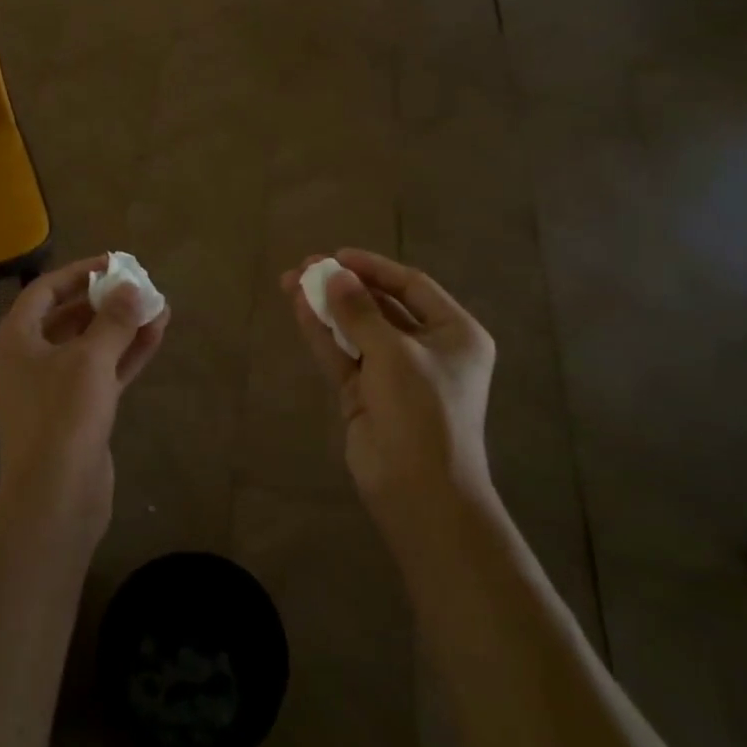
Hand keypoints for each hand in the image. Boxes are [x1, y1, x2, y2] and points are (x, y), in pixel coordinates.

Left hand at [0, 256, 169, 541]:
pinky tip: (156, 335)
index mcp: (15, 341)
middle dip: (105, 301)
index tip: (114, 263)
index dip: (79, 273)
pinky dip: (125, 354)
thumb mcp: (90, 359)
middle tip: (140, 286)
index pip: (45, 291)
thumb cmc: (62, 417)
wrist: (57, 498)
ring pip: (89, 346)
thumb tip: (134, 289)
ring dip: (122, 327)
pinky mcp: (76, 412)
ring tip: (159, 307)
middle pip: (68, 317)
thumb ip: (114, 320)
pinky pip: (102, 372)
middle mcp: (28, 360)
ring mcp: (52, 388)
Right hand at [282, 250, 497, 535]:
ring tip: (291, 281)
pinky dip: (322, 333)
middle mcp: (427, 349)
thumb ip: (359, 312)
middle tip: (306, 266)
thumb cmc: (423, 412)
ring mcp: (394, 373)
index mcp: (455, 334)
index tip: (337, 255)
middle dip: (344, 286)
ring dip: (327, 306)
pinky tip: (298, 308)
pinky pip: (343, 354)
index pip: (412, 287)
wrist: (419, 490)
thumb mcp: (394, 354)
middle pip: (380, 306)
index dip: (374, 268)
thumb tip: (332, 274)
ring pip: (355, 329)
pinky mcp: (366, 394)